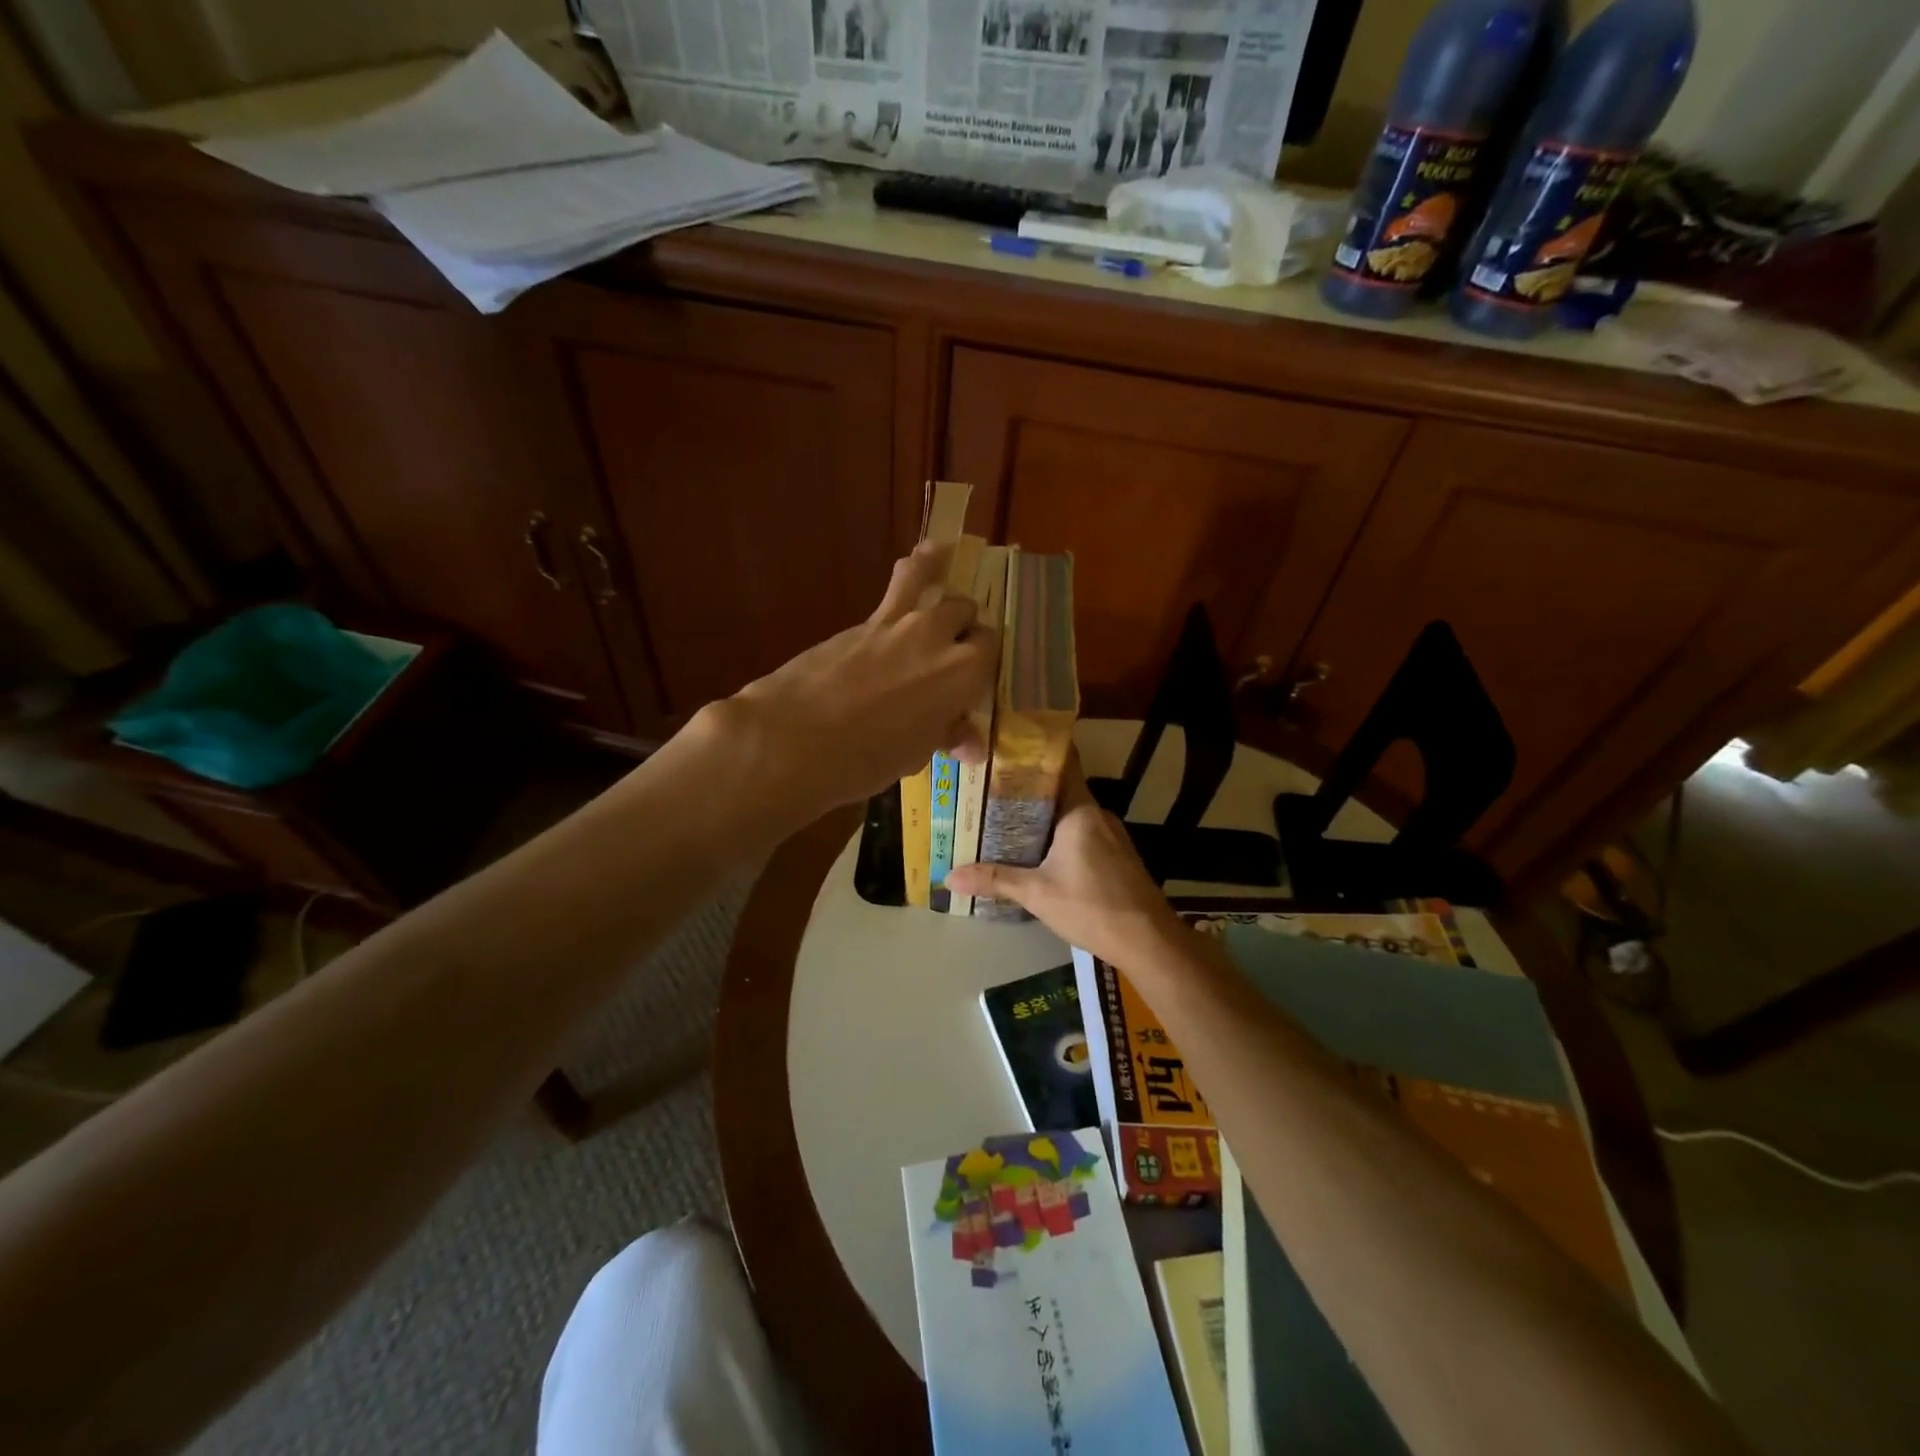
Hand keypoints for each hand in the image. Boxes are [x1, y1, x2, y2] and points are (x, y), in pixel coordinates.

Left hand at [718, 544, 998, 819]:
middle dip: (964, 625)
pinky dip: (914, 568)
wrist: (797, 737)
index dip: (982, 662)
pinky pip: (899, 583)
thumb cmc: (866, 759)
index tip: (970, 679)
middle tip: (951, 648)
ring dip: (939, 574)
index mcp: (963, 674)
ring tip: (945, 555)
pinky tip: (919, 559)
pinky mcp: (865, 619)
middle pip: (965, 613)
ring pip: (931, 581)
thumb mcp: (915, 754)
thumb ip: (946, 736)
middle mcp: (938, 637)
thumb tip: (971, 744)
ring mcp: (899, 622)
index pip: (989, 650)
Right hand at [945, 756, 1185, 966]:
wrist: (1148, 941)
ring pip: (1070, 814)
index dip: (1035, 752)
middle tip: (989, 789)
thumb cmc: (1092, 907)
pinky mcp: (1116, 855)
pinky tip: (1037, 850)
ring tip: (1004, 818)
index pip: (1062, 764)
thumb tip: (949, 877)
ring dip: (1042, 816)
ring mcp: (1111, 834)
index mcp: (1080, 810)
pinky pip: (1082, 833)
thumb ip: (995, 879)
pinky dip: (1058, 835)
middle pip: (1060, 790)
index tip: (1006, 747)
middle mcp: (1097, 814)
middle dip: (1027, 790)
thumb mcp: (1037, 893)